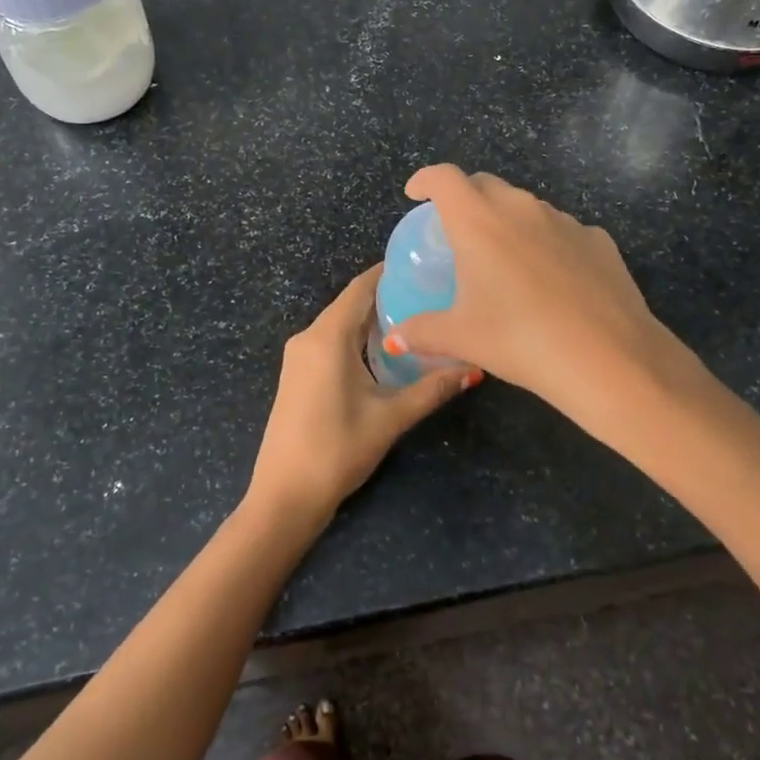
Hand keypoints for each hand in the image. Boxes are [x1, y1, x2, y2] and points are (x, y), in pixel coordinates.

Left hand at [246, 264, 477, 528]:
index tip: (423, 264)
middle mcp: (308, 337)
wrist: (284, 495)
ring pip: (340, 324)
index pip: (361, 288)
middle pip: (351, 303)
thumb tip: (474, 367)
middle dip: (388, 296)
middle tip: (431, 293)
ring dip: (372, 319)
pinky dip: (357, 338)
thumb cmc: (337, 449)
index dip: (389, 272)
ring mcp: (298, 356)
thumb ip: (432, 388)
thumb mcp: (390, 418)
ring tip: (416, 318)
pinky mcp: (297, 374)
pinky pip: (330, 341)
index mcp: (328, 336)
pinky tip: (385, 350)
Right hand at [382, 165, 698, 423]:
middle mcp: (521, 208)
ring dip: (508, 220)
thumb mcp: (462, 338)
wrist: (608, 358)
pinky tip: (552, 280)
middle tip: (457, 232)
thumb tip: (395, 338)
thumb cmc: (520, 340)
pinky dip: (546, 243)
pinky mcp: (598, 240)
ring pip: (526, 207)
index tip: (416, 194)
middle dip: (465, 198)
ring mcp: (564, 221)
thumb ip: (422, 332)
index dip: (425, 180)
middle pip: (485, 184)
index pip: (444, 178)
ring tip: (505, 260)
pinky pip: (562, 230)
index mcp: (479, 222)